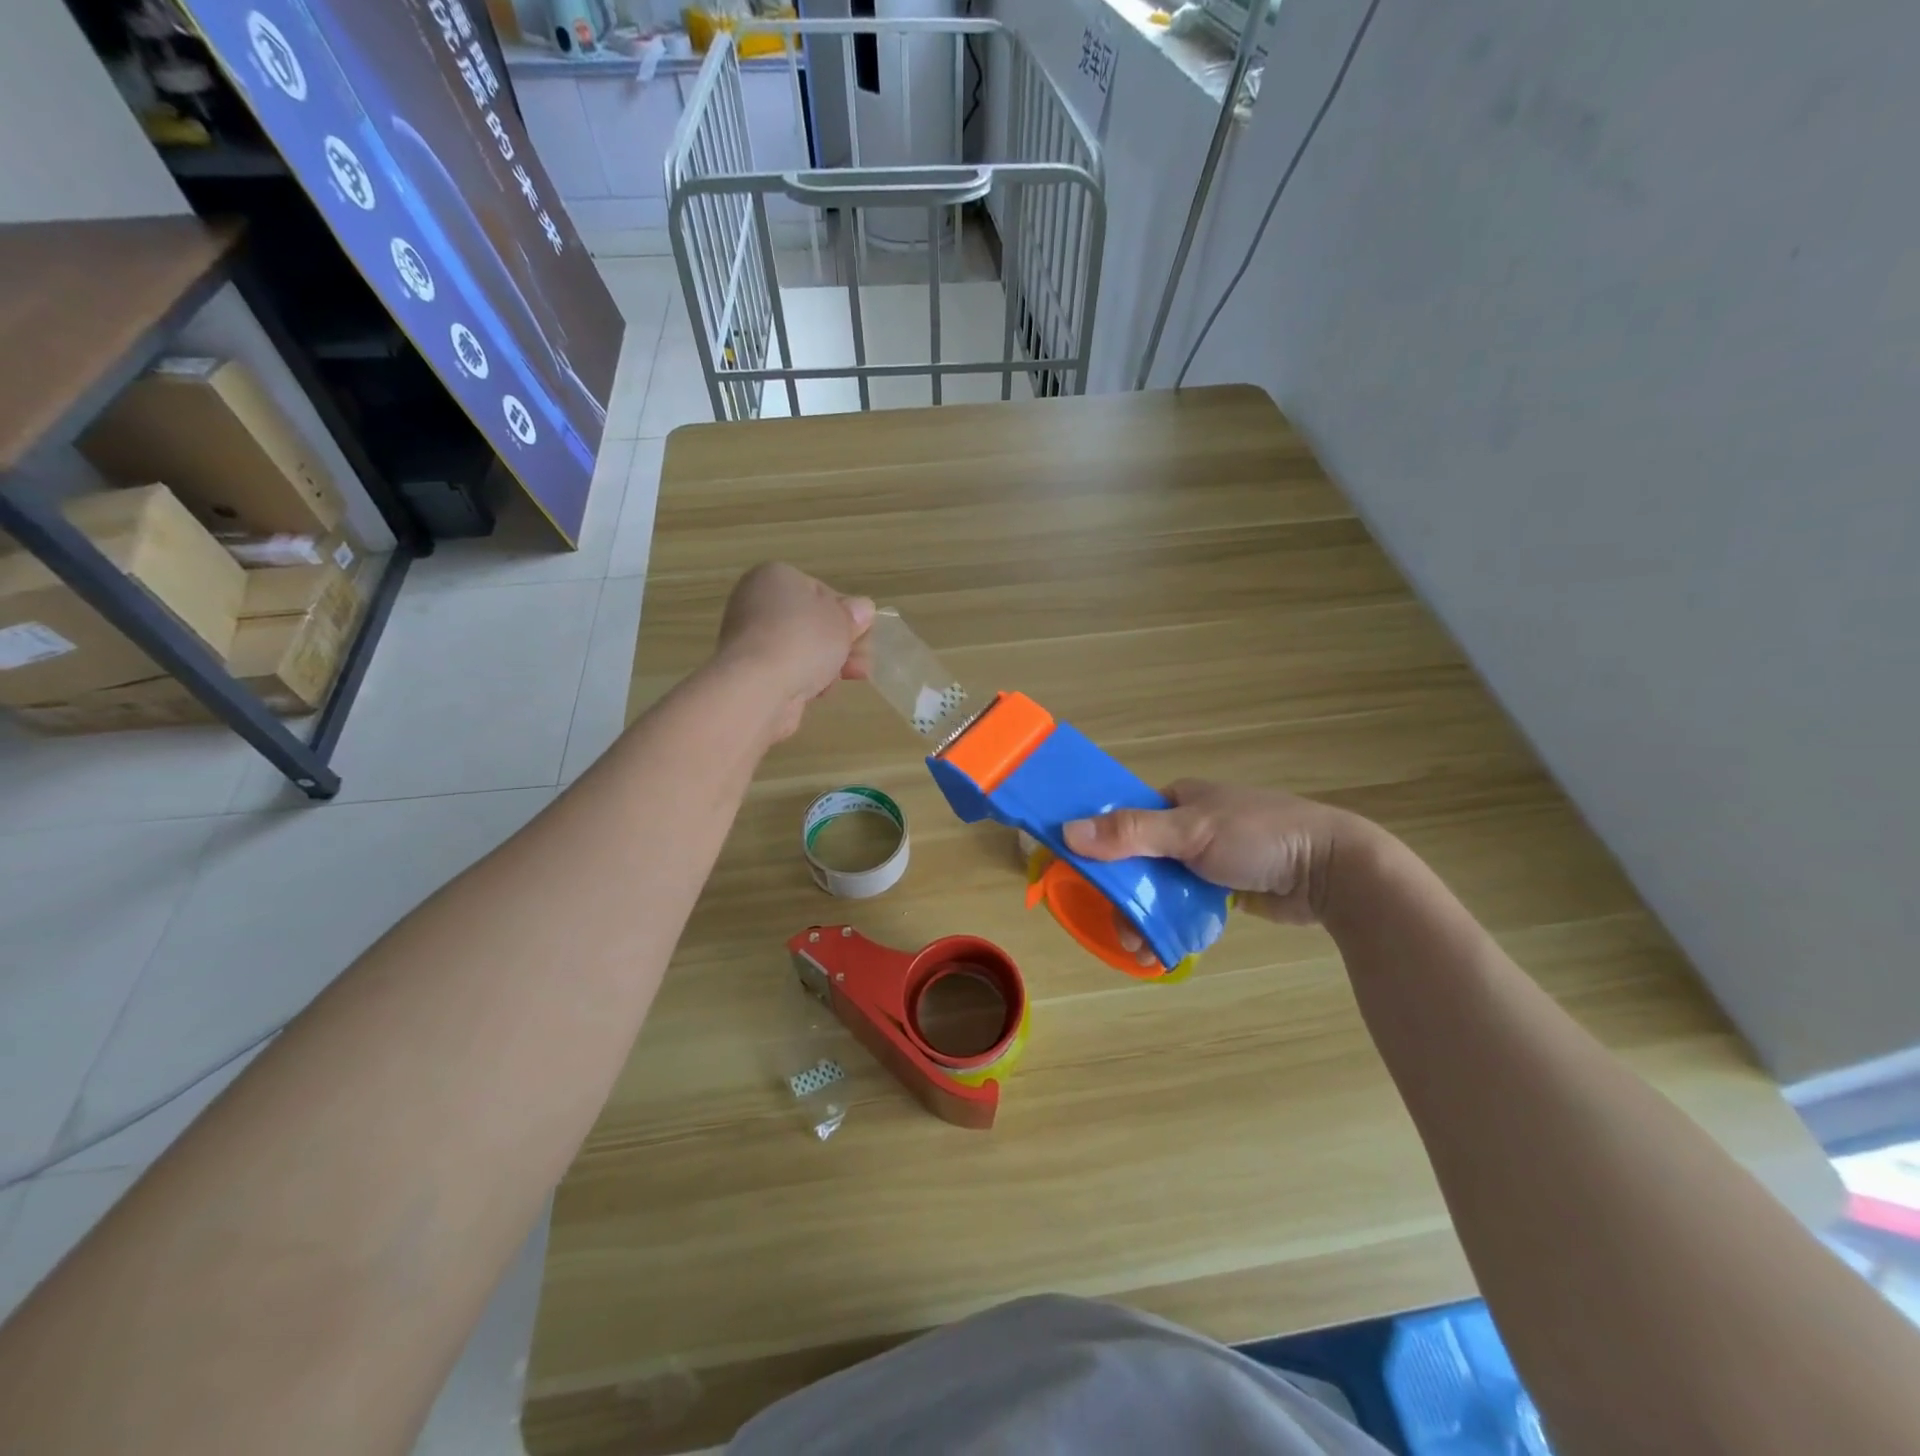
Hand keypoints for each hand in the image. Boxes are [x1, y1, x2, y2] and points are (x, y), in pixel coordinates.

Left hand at [716, 563, 874, 740]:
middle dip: (841, 644)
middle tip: (863, 664)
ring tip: (847, 679)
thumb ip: (854, 614)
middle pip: (812, 622)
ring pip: (803, 649)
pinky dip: (806, 680)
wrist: (758, 687)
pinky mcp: (750, 672)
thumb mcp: (843, 620)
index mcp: (776, 576)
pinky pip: (789, 671)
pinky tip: (819, 691)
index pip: (821, 592)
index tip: (862, 636)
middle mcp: (757, 602)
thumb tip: (861, 610)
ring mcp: (751, 639)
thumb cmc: (803, 640)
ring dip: (828, 664)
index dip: (847, 615)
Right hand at [1063, 779, 1375, 926]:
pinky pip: (1185, 903)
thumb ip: (1130, 833)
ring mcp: (1208, 859)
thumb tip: (1067, 833)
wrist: (1334, 870)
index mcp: (1179, 799)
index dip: (1098, 846)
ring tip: (1141, 948)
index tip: (1082, 879)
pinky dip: (1173, 921)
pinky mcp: (1225, 888)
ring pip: (1160, 886)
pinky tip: (1165, 945)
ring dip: (1146, 915)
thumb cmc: (1260, 836)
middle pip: (1138, 859)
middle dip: (1124, 895)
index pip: (1123, 818)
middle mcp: (1189, 825)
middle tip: (1119, 928)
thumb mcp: (1191, 831)